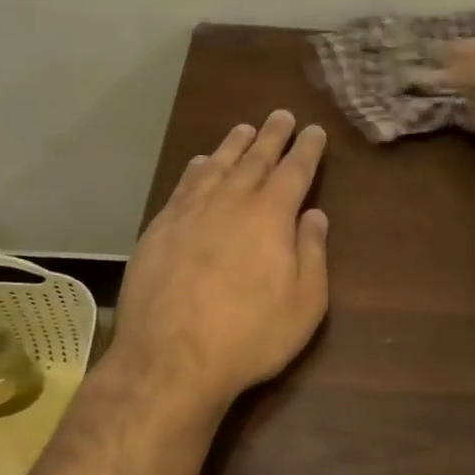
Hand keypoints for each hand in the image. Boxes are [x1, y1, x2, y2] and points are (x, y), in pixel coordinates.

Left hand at [115, 110, 329, 407]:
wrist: (170, 358)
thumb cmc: (249, 335)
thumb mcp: (304, 303)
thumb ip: (312, 253)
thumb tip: (315, 215)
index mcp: (271, 216)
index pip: (294, 171)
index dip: (307, 149)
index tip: (313, 131)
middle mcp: (230, 202)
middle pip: (255, 159)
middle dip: (272, 135)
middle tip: (282, 115)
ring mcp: (190, 212)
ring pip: (217, 165)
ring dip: (234, 145)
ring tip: (244, 129)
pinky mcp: (160, 228)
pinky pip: (183, 185)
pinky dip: (197, 168)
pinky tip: (201, 163)